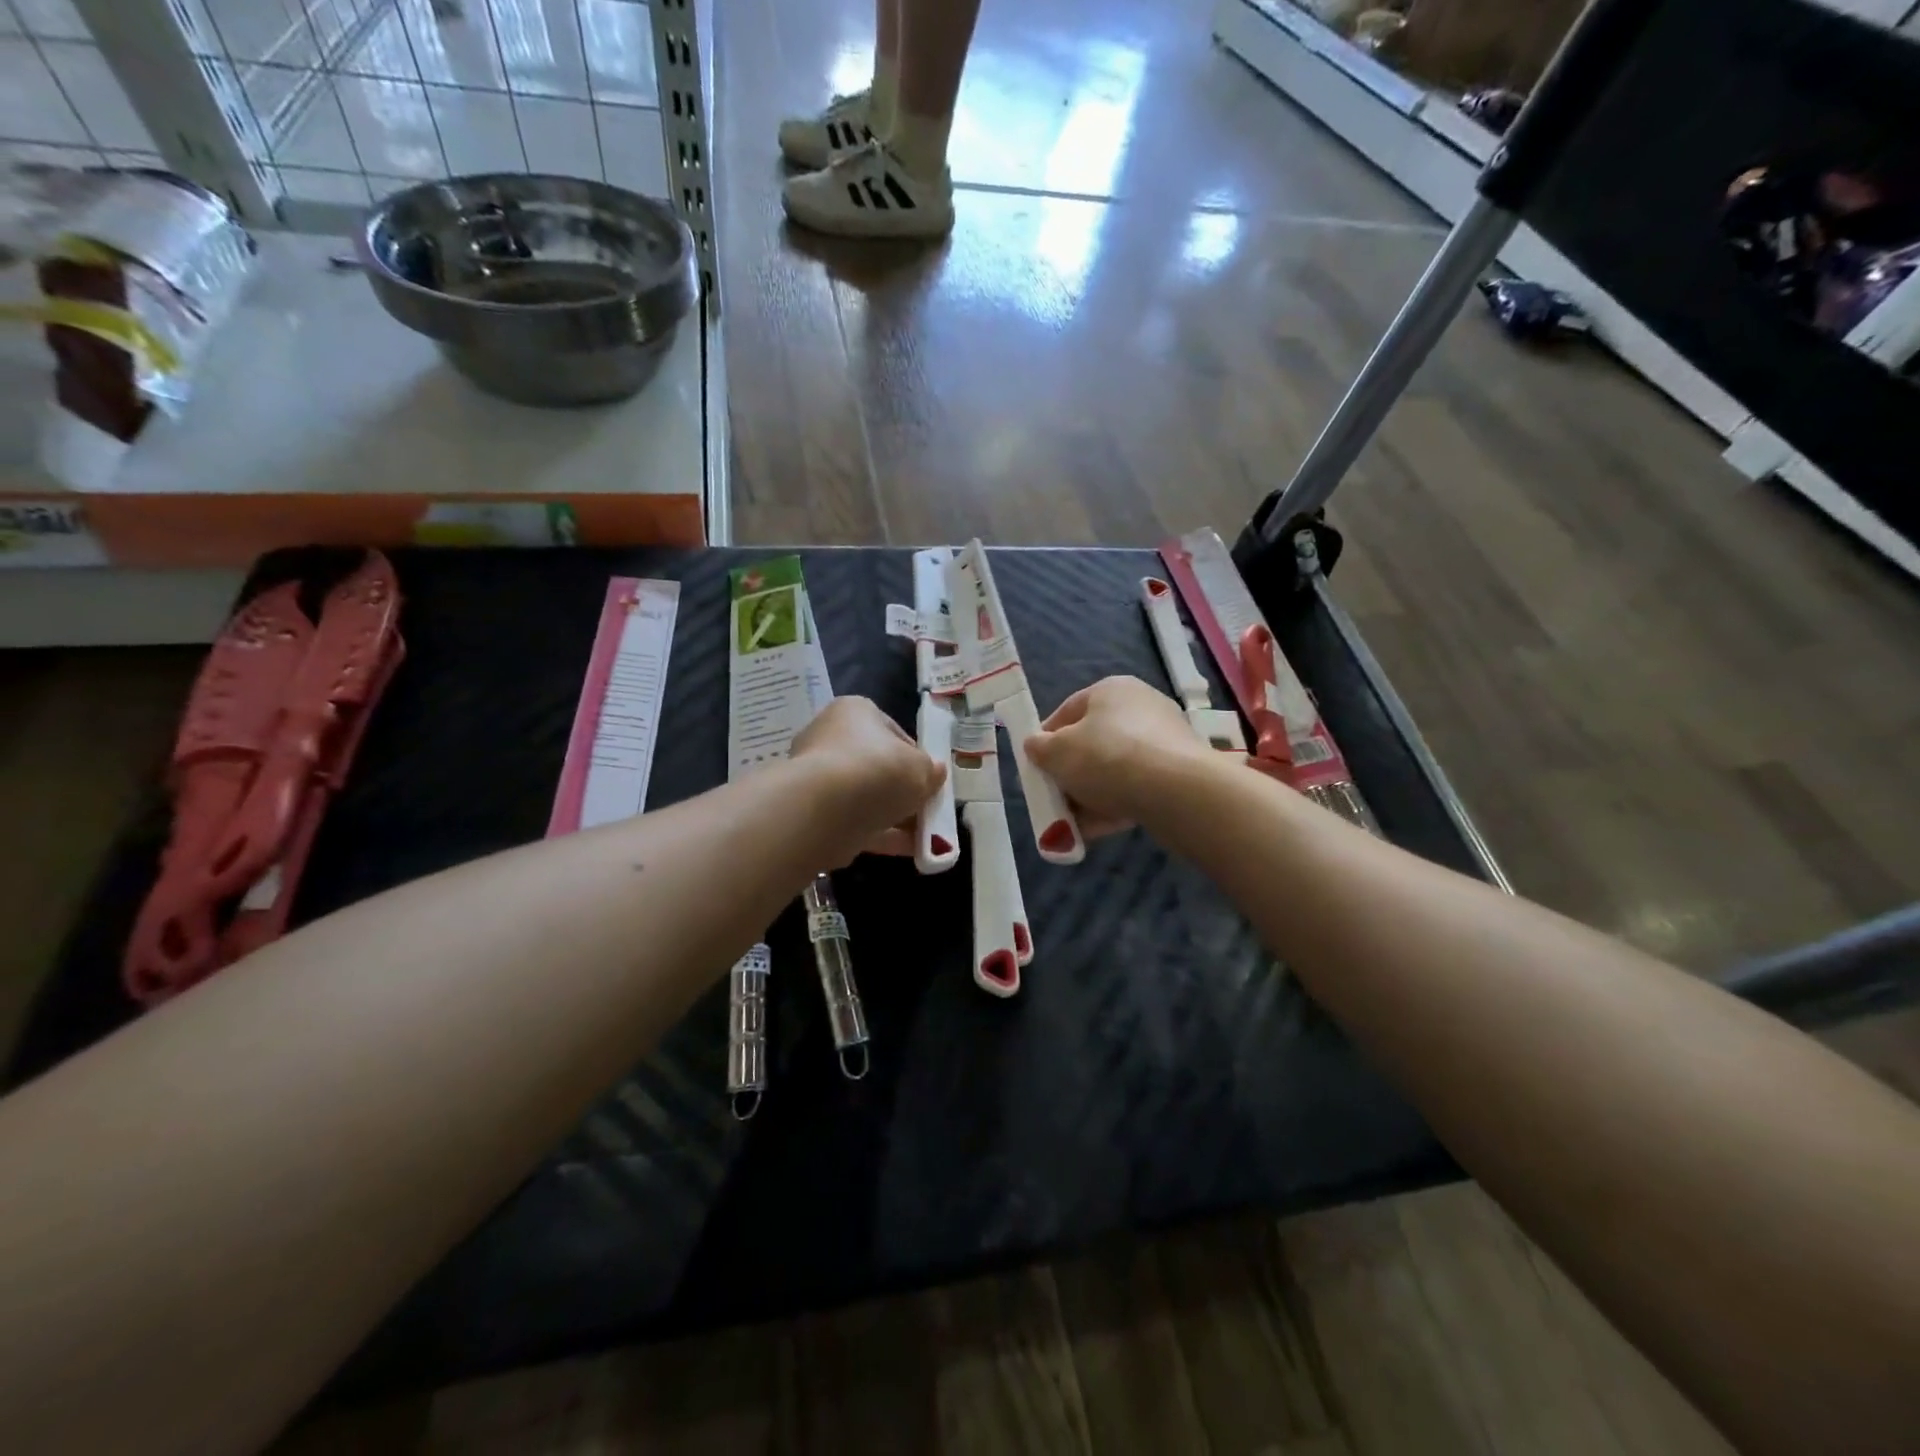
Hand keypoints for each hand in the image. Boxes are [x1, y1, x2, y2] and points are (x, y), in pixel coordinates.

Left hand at [791, 696, 945, 860]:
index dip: (917, 758)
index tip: (931, 780)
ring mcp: (818, 777)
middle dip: (904, 791)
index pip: (893, 732)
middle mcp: (831, 738)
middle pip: (878, 766)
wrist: (824, 811)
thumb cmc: (878, 771)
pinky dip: (882, 835)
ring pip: (866, 797)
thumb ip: (931, 771)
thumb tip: (935, 773)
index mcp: (855, 712)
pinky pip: (855, 821)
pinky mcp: (814, 812)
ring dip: (896, 816)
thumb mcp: (921, 768)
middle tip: (928, 809)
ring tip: (926, 838)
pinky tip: (910, 851)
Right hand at [1025, 676, 1218, 834]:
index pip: (1067, 711)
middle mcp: (1140, 707)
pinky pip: (1136, 788)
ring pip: (1113, 770)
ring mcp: (1163, 740)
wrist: (1176, 791)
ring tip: (1071, 826)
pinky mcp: (1178, 772)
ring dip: (1090, 797)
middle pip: (1092, 743)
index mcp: (1111, 690)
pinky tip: (1096, 831)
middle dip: (1070, 775)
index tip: (1035, 768)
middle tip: (1054, 799)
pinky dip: (1114, 806)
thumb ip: (1040, 748)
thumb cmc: (1107, 758)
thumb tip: (1035, 745)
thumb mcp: (1057, 752)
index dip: (1045, 740)